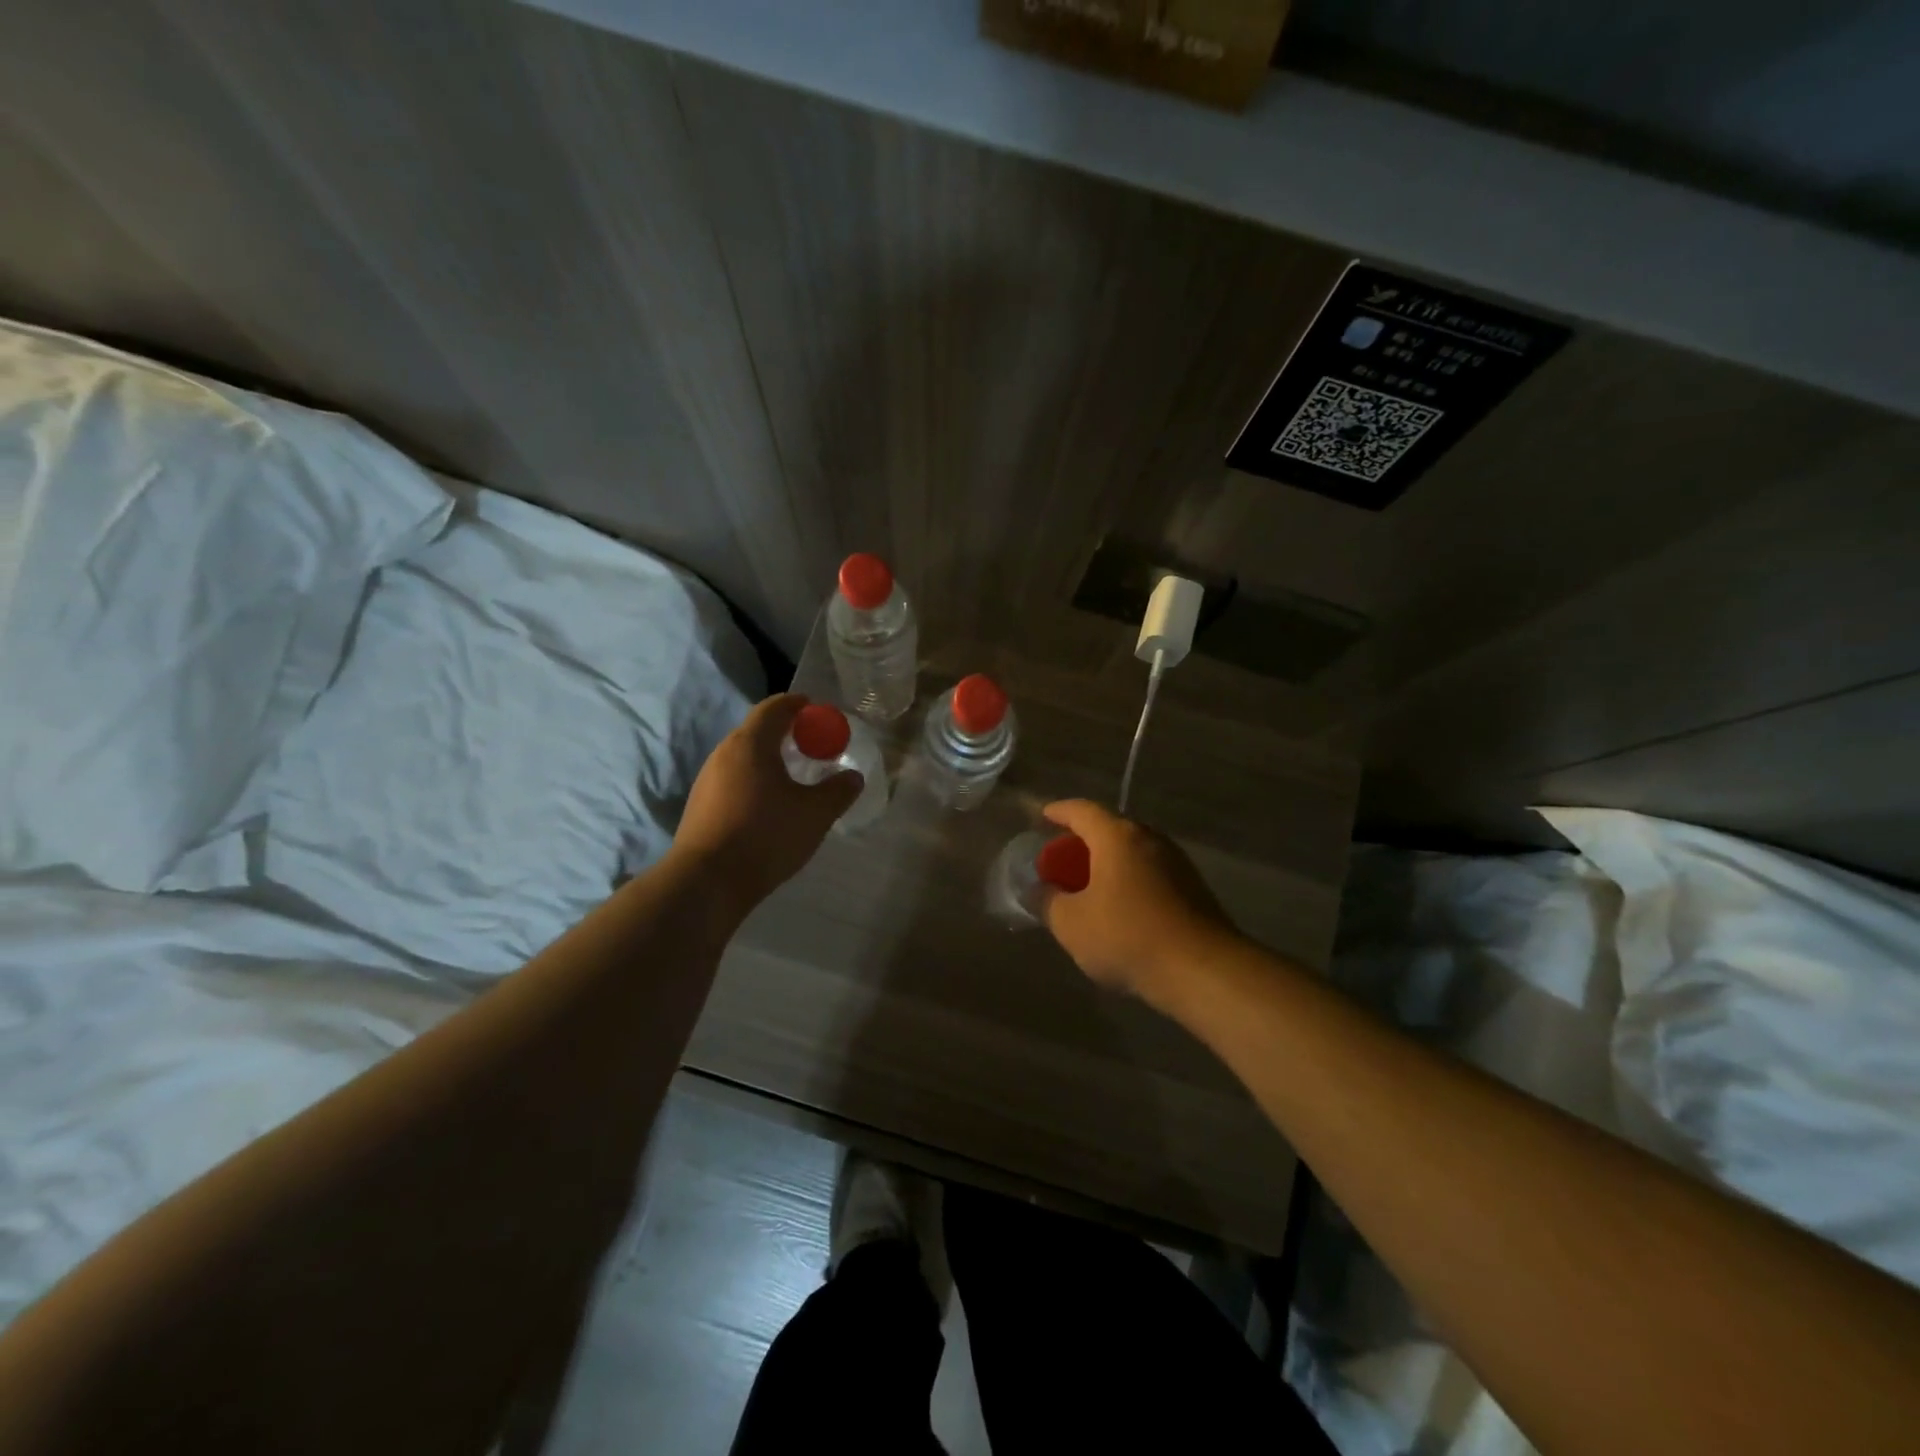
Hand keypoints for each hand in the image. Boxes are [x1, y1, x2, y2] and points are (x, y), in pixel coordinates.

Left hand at [672, 695, 861, 912]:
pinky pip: (734, 779)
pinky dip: (755, 780)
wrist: (707, 882)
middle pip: (757, 730)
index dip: (798, 705)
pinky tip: (769, 804)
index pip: (775, 707)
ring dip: (769, 758)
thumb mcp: (815, 814)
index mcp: (751, 743)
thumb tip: (853, 777)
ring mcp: (707, 780)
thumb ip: (838, 791)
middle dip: (786, 733)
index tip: (817, 710)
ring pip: (744, 757)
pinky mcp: (700, 805)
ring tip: (793, 776)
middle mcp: (724, 753)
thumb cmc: (766, 836)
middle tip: (812, 745)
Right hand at [1040, 799, 1239, 1009]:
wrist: (1203, 970)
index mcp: (1117, 837)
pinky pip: (1149, 873)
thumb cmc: (1127, 937)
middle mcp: (1149, 839)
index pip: (1081, 810)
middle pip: (1109, 830)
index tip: (1042, 817)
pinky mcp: (1193, 888)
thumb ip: (1048, 901)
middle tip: (1061, 861)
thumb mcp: (1071, 924)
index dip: (1058, 812)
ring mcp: (1176, 862)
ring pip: (1132, 853)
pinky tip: (1119, 909)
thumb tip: (1039, 890)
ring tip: (1087, 887)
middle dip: (1082, 843)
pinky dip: (1128, 881)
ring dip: (1107, 864)